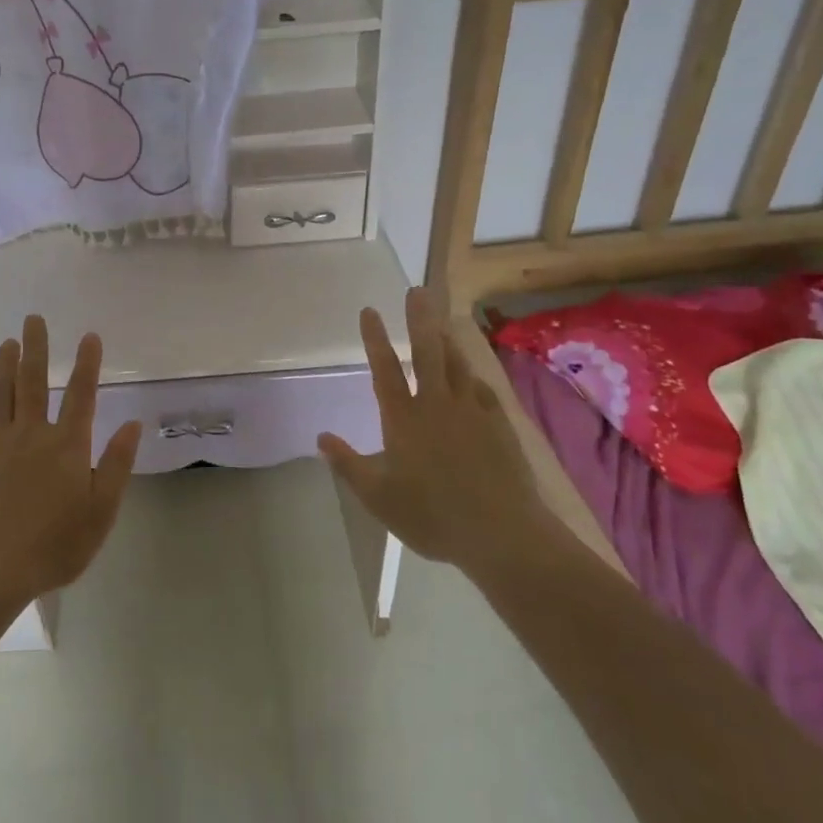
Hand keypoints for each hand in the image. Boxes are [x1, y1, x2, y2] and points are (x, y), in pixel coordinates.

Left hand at [0, 315, 140, 605]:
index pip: (81, 394)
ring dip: (4, 367)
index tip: (89, 335)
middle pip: (34, 382)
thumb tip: (132, 423)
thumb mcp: (101, 510)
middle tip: (33, 319)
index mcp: (67, 445)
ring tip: (7, 343)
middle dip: (36, 348)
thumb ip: (116, 464)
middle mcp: (31, 435)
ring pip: (0, 396)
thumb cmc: (55, 544)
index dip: (87, 363)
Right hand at [319, 288, 548, 574]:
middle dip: (419, 319)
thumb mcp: (378, 497)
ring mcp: (472, 410)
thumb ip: (348, 465)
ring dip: (446, 339)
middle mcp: (437, 405)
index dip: (375, 339)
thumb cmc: (432, 515)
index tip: (369, 310)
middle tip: (417, 291)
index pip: (385, 370)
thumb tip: (321, 437)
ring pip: (457, 364)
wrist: (501, 532)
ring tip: (440, 321)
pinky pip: (482, 388)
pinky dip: (472, 376)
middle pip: (427, 352)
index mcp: (404, 419)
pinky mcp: (499, 423)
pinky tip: (471, 375)